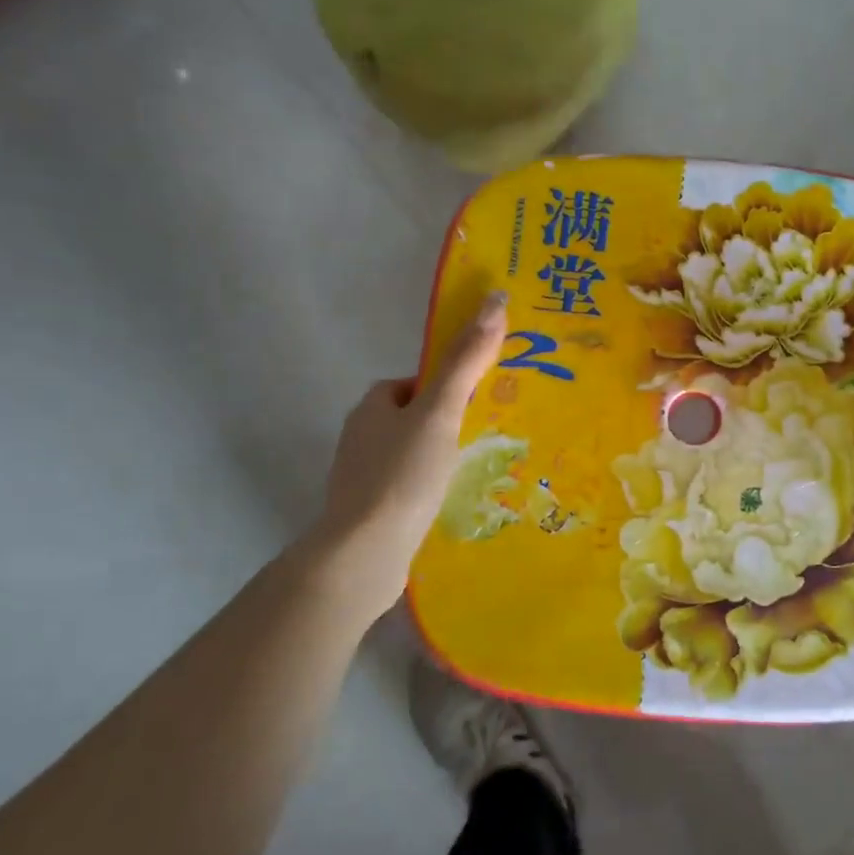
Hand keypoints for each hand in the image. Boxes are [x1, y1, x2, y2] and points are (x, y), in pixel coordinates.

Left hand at [296, 294, 507, 623]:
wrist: (363, 555)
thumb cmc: (402, 475)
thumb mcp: (440, 412)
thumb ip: (465, 361)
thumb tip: (494, 299)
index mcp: (372, 407)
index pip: (412, 383)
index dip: (443, 387)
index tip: (475, 404)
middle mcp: (360, 437)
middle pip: (410, 418)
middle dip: (442, 425)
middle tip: (480, 437)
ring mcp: (359, 478)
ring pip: (407, 455)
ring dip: (434, 459)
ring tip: (472, 473)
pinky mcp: (366, 512)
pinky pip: (403, 487)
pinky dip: (424, 490)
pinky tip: (447, 505)